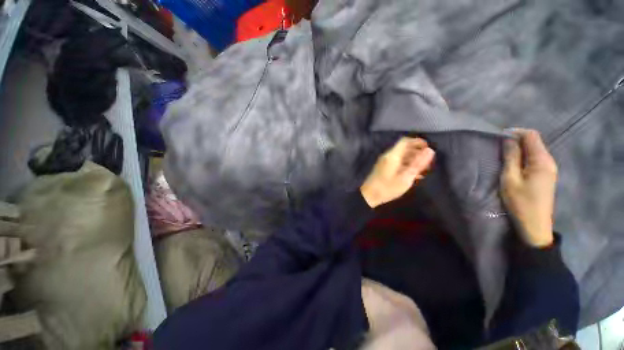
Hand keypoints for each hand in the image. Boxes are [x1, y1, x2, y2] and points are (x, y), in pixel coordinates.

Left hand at [360, 137, 434, 207]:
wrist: (369, 195)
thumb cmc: (388, 187)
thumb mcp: (406, 177)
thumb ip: (418, 163)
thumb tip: (430, 150)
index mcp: (392, 155)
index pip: (405, 141)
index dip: (418, 141)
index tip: (428, 148)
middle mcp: (388, 156)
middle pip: (404, 148)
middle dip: (417, 152)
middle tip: (428, 161)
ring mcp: (384, 162)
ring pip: (401, 156)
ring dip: (413, 160)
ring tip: (424, 169)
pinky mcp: (383, 168)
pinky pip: (397, 162)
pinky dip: (406, 165)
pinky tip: (413, 175)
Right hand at [501, 129, 557, 247]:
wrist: (535, 225)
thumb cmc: (520, 202)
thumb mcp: (510, 179)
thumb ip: (511, 158)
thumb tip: (508, 139)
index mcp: (541, 161)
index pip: (531, 136)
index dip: (516, 132)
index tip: (499, 137)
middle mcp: (549, 161)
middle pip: (534, 142)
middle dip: (517, 140)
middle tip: (498, 147)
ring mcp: (549, 169)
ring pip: (534, 150)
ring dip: (519, 149)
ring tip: (503, 155)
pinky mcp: (546, 175)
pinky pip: (535, 159)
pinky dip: (524, 157)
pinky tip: (514, 164)